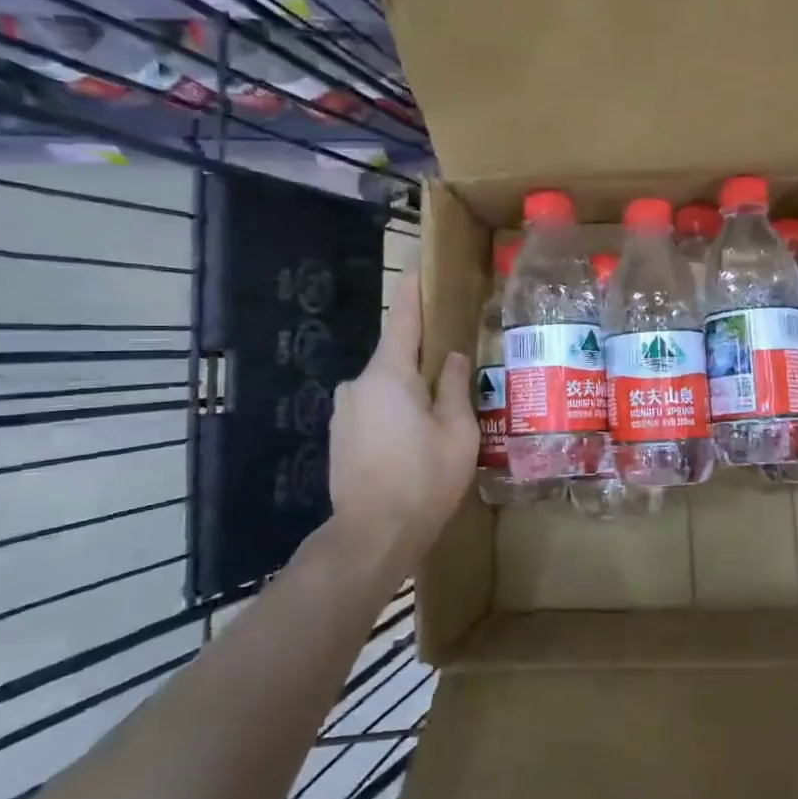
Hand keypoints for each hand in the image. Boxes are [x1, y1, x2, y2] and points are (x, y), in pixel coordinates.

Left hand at [329, 270, 476, 577]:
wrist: (371, 537)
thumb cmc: (423, 480)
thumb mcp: (457, 432)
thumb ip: (453, 386)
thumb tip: (452, 356)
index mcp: (389, 374)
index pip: (402, 317)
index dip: (413, 288)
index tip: (418, 262)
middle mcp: (359, 383)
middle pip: (396, 355)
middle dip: (424, 358)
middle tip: (457, 368)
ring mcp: (345, 410)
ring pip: (386, 386)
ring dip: (410, 391)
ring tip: (440, 418)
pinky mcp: (340, 435)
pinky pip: (374, 408)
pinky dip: (395, 412)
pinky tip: (414, 441)